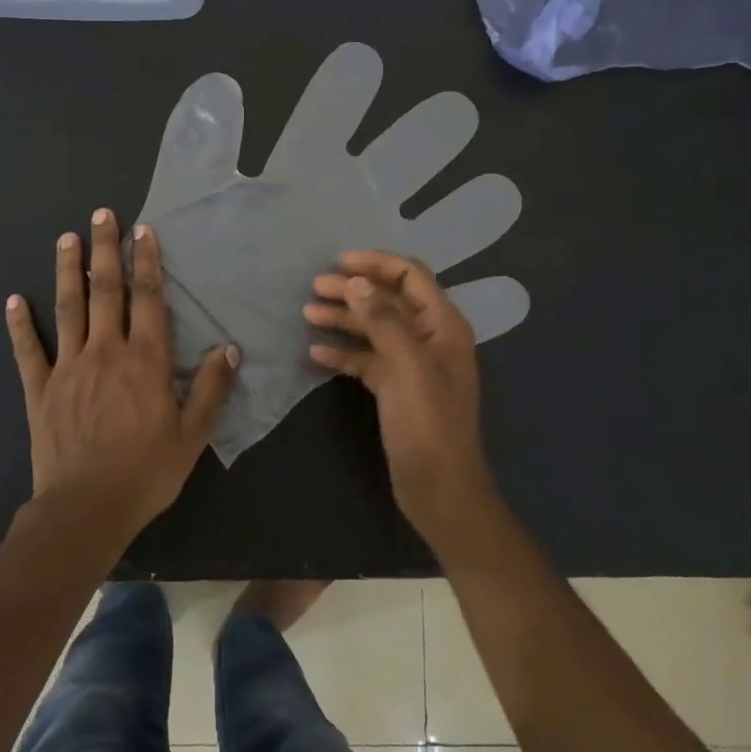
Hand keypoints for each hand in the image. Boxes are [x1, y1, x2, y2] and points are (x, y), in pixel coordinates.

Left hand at [6, 209, 238, 541]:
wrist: (85, 509)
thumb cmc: (146, 472)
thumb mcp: (192, 435)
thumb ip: (212, 389)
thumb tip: (230, 349)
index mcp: (145, 360)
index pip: (148, 299)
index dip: (147, 262)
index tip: (142, 231)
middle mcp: (105, 351)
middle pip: (106, 290)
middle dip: (105, 249)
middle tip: (102, 215)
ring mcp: (68, 367)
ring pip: (68, 307)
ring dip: (66, 270)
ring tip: (65, 238)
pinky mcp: (40, 389)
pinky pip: (29, 350)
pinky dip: (20, 324)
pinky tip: (13, 300)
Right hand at [305, 251, 497, 542]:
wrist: (439, 489)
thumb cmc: (428, 425)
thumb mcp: (407, 368)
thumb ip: (384, 321)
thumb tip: (356, 282)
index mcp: (443, 325)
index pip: (410, 276)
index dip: (376, 264)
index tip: (339, 262)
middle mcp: (429, 338)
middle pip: (388, 300)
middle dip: (352, 290)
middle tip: (314, 288)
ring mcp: (412, 364)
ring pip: (374, 328)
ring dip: (343, 319)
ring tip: (307, 315)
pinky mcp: (396, 388)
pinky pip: (367, 360)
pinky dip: (344, 353)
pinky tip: (315, 355)